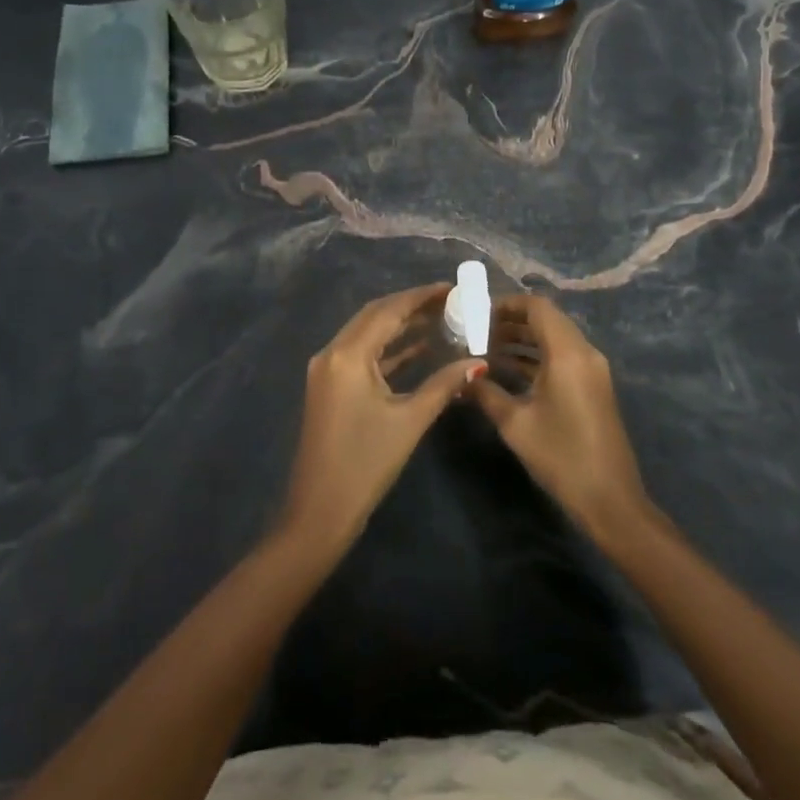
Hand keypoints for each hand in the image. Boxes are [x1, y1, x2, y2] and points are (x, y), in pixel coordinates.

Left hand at [280, 284, 486, 557]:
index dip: (422, 297)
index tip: (453, 288)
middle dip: (412, 306)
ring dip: (400, 326)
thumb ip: (444, 384)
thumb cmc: (366, 463)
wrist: (320, 511)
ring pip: (368, 334)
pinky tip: (419, 349)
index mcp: (347, 355)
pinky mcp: (330, 387)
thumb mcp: (410, 420)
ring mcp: (327, 370)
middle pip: (375, 316)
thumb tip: (479, 362)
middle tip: (451, 302)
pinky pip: (362, 355)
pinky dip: (389, 349)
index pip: (388, 311)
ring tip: (441, 320)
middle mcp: (332, 353)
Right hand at [470, 295, 652, 547]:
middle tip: (475, 331)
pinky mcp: (592, 386)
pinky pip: (562, 357)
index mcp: (568, 353)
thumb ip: (485, 392)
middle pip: (546, 320)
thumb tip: (461, 375)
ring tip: (484, 349)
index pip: (537, 307)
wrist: (609, 499)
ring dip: (522, 340)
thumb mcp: (515, 423)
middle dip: (510, 321)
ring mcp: (592, 370)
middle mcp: (584, 352)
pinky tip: (507, 371)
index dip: (506, 304)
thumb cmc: (560, 456)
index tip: (476, 313)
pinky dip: (535, 357)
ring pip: (554, 339)